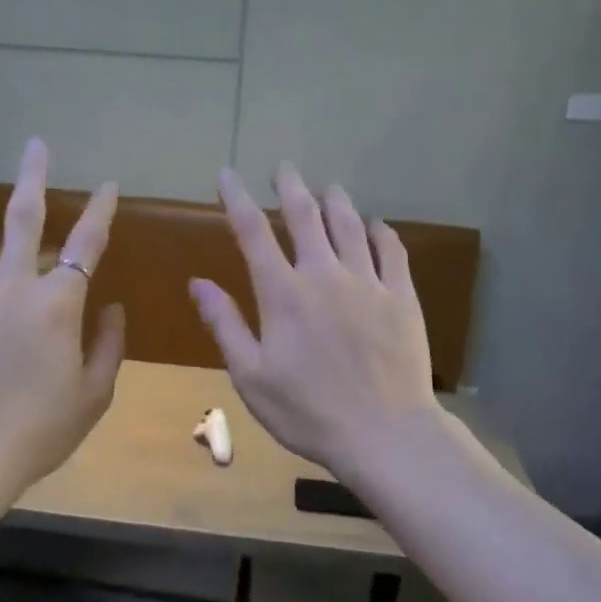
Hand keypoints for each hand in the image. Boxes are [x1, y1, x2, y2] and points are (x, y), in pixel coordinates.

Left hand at [0, 139, 125, 495]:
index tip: (108, 185)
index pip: (86, 244)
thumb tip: (112, 306)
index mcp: (58, 303)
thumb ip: (109, 345)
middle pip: (25, 217)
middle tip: (36, 145)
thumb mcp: (94, 394)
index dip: (100, 211)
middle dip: (34, 177)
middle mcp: (12, 283)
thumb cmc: (39, 430)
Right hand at [190, 164, 438, 480]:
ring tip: (328, 187)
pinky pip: (392, 251)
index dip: (237, 199)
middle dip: (291, 187)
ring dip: (336, 201)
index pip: (253, 233)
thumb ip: (226, 325)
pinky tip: (376, 224)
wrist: (384, 433)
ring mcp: (368, 283)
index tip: (227, 175)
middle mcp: (325, 276)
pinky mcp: (402, 297)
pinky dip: (381, 231)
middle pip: (306, 216)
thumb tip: (198, 283)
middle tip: (285, 168)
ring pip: (350, 226)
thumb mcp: (251, 376)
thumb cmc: (307, 412)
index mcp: (283, 294)